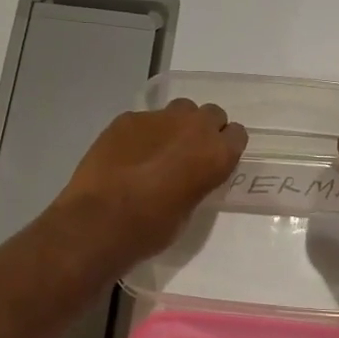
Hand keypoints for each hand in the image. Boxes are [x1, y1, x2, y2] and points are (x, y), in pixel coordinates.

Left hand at [56, 99, 247, 266]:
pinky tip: (128, 154)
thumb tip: (191, 174)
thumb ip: (199, 181)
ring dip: (176, 125)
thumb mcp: (190, 209)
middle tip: (188, 152)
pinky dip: (142, 133)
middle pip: (211, 113)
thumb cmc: (152, 228)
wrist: (100, 221)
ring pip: (180, 109)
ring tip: (159, 148)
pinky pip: (145, 119)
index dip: (225, 147)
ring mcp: (159, 118)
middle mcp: (194, 127)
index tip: (214, 161)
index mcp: (217, 154)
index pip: (237, 134)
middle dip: (204, 129)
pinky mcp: (127, 118)